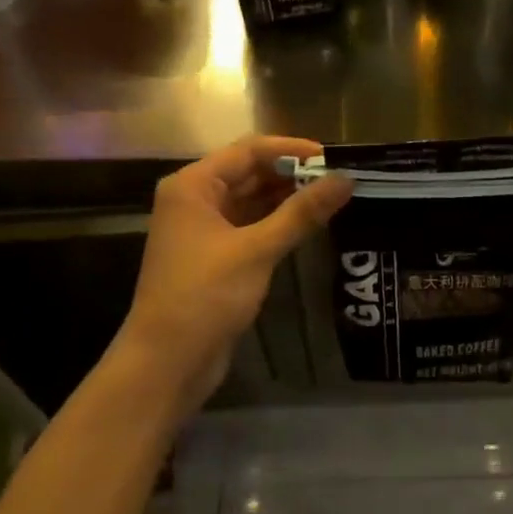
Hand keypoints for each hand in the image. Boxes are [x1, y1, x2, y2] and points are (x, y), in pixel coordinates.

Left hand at [112, 136, 351, 416]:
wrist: (166, 363)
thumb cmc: (205, 295)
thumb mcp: (257, 249)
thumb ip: (302, 212)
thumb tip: (346, 179)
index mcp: (193, 185)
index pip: (249, 150)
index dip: (291, 149)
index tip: (332, 157)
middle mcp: (195, 199)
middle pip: (250, 172)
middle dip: (292, 173)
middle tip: (339, 178)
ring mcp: (203, 228)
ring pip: (252, 199)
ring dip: (288, 197)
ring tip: (332, 197)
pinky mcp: (215, 255)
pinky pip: (251, 224)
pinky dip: (278, 221)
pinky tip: (309, 223)